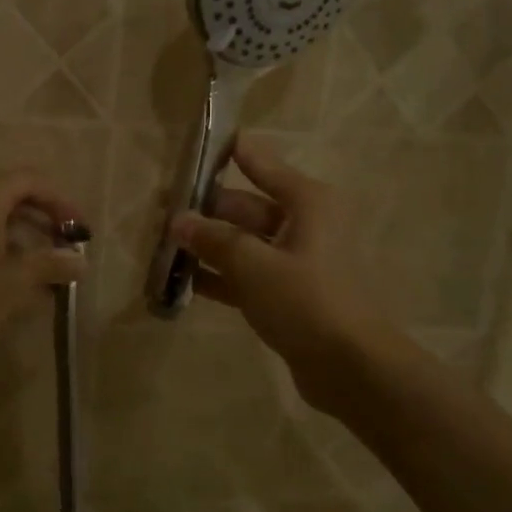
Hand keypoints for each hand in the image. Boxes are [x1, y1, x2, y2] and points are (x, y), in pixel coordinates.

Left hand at [0, 168, 88, 368]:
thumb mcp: (9, 283)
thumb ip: (49, 266)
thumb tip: (81, 261)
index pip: (33, 181)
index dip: (63, 204)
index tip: (83, 234)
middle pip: (17, 200)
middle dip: (48, 226)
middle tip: (70, 255)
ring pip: (0, 225)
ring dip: (28, 246)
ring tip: (51, 278)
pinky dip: (5, 259)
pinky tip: (18, 292)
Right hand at [170, 140, 383, 408]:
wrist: (351, 367)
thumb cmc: (306, 301)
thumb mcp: (253, 265)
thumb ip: (213, 240)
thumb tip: (178, 221)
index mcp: (307, 202)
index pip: (260, 164)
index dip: (228, 153)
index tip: (194, 144)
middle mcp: (304, 224)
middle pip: (246, 207)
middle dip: (205, 211)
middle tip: (160, 211)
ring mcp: (296, 261)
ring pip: (243, 243)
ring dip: (208, 246)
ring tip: (163, 246)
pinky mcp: (288, 294)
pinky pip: (247, 275)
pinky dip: (220, 276)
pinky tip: (183, 282)